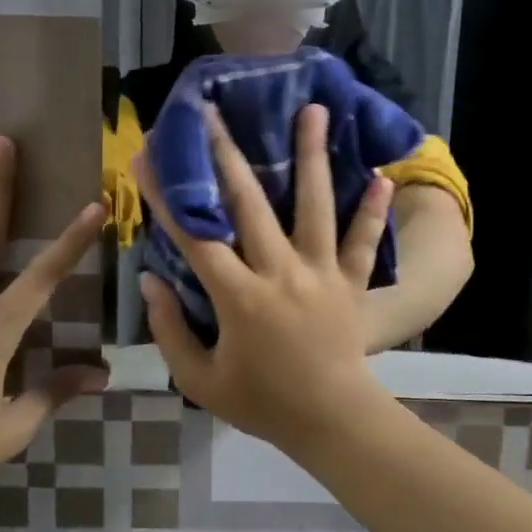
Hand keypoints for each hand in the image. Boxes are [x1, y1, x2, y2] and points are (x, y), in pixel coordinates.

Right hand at [134, 104, 393, 447]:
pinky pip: (364, 242)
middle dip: (227, 154)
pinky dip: (373, 211)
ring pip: (315, 206)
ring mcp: (322, 273)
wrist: (331, 421)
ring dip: (313, 156)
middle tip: (215, 112)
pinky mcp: (352, 282)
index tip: (149, 156)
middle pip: (250, 204)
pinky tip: (383, 176)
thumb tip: (151, 279)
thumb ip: (170, 331)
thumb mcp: (200, 380)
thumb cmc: (262, 403)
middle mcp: (281, 272)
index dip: (169, 195)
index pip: (196, 236)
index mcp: (240, 297)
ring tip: (314, 110)